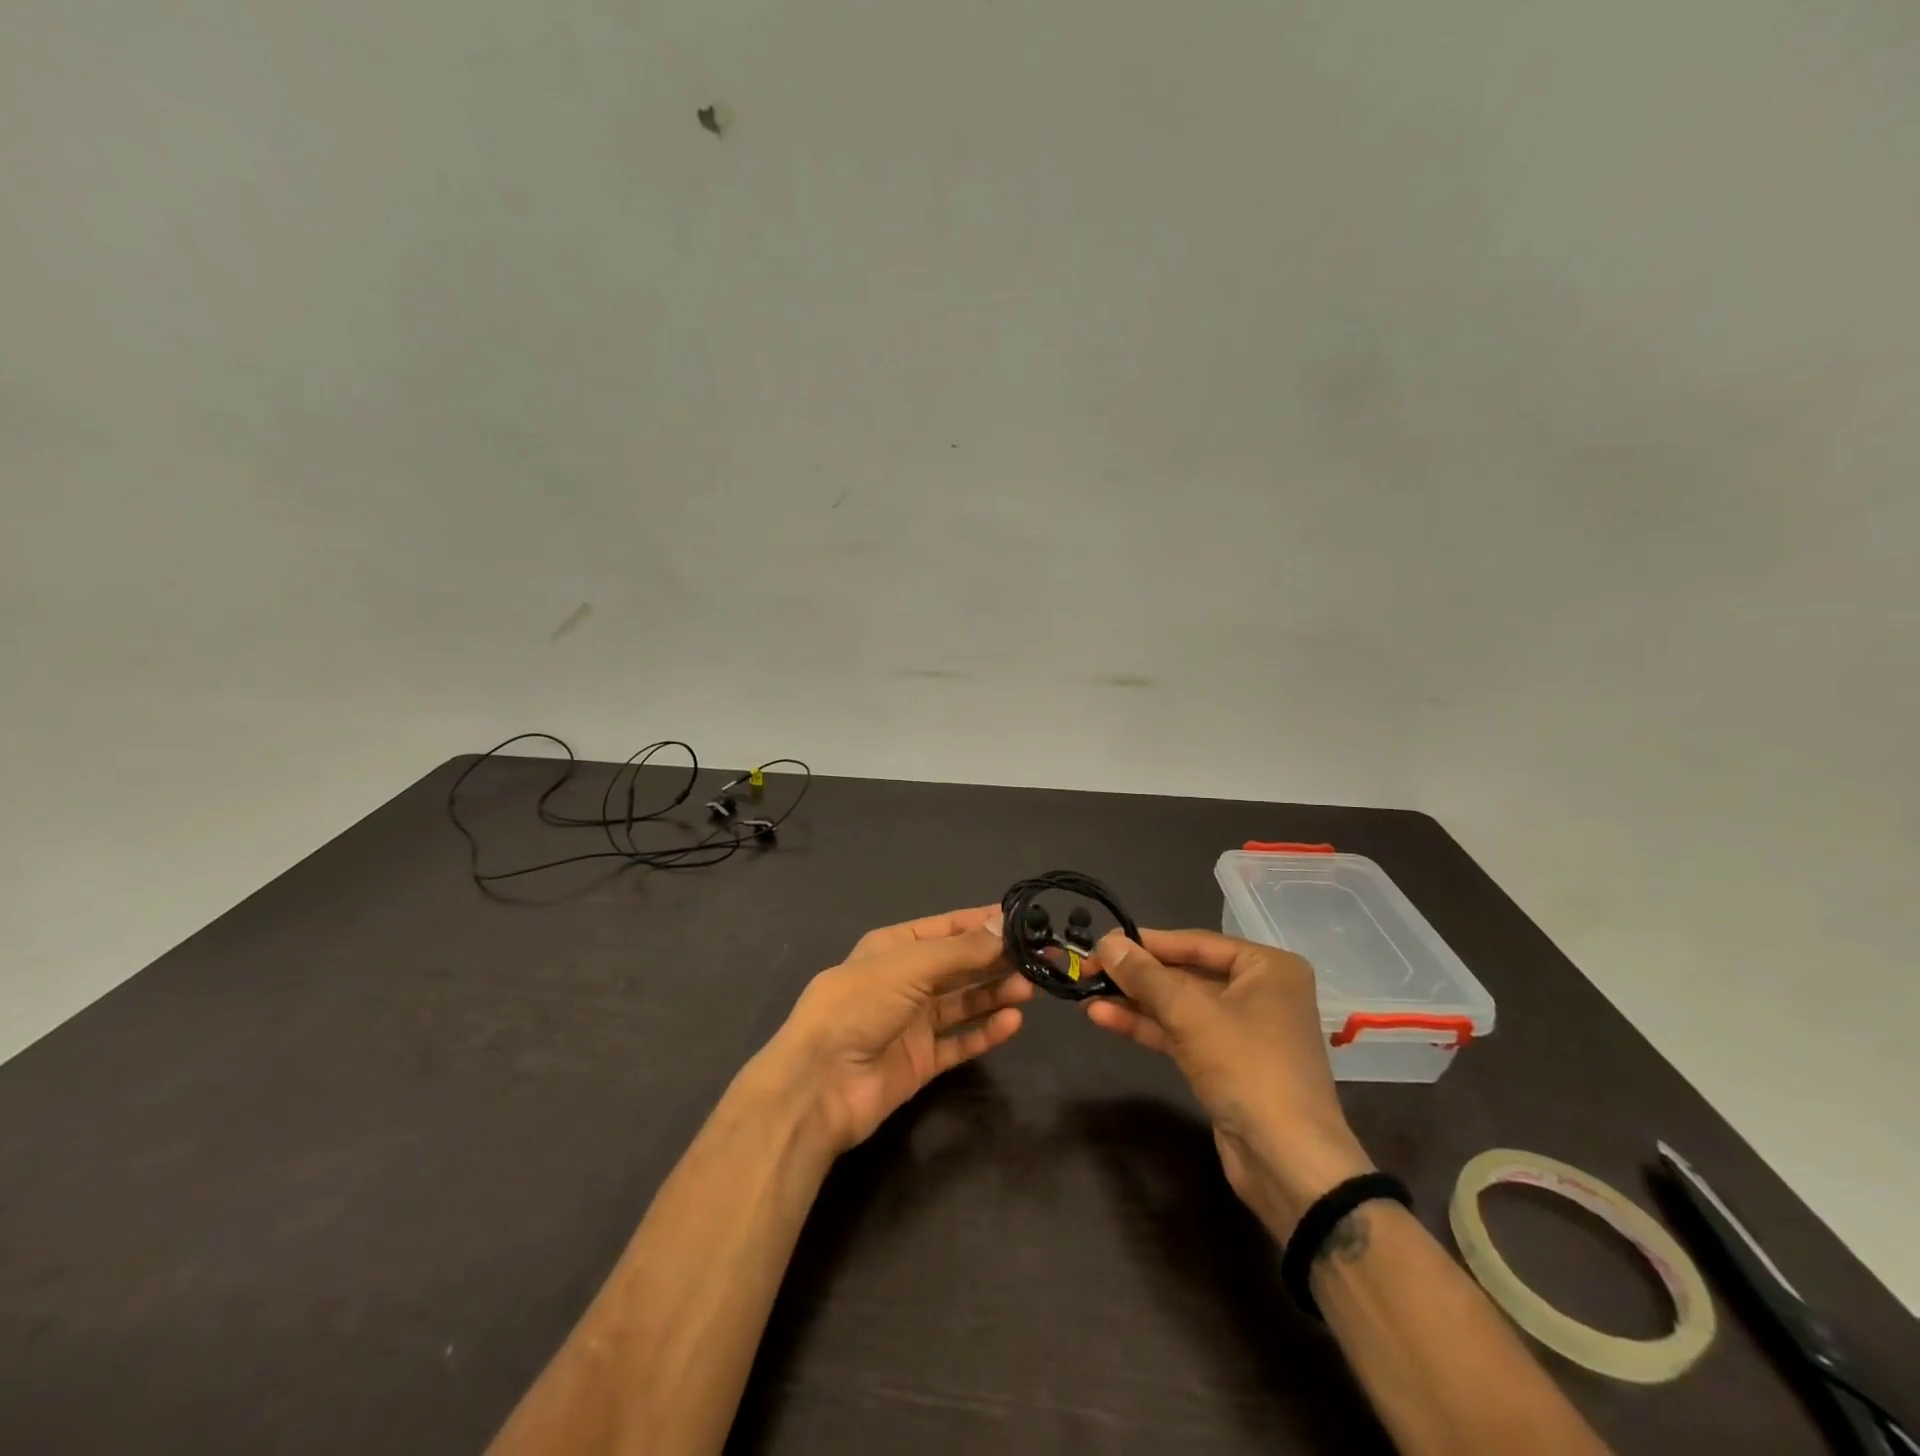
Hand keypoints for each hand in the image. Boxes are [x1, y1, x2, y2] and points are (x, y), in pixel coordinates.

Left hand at [759, 907, 1033, 1154]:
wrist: (818, 1085)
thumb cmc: (859, 1006)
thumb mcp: (910, 966)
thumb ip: (961, 950)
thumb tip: (1005, 923)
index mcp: (894, 947)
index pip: (948, 928)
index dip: (984, 923)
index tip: (1026, 921)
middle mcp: (905, 981)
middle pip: (960, 965)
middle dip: (998, 960)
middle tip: (1043, 957)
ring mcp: (912, 1022)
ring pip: (964, 1002)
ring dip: (996, 993)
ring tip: (1032, 988)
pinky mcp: (920, 1061)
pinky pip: (959, 1041)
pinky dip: (985, 1031)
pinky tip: (1013, 1022)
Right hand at [1086, 928, 1373, 1236]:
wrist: (1289, 1163)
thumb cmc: (1248, 1069)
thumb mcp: (1191, 1014)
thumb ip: (1145, 976)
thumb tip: (1105, 943)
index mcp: (1267, 967)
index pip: (1194, 943)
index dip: (1145, 942)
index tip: (1101, 942)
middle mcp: (1258, 992)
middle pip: (1185, 973)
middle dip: (1136, 975)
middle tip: (1089, 969)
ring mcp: (1241, 1030)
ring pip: (1178, 1005)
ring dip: (1134, 1001)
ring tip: (1087, 993)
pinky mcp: (1225, 1064)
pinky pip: (1180, 1033)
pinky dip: (1146, 1025)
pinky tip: (1104, 1017)